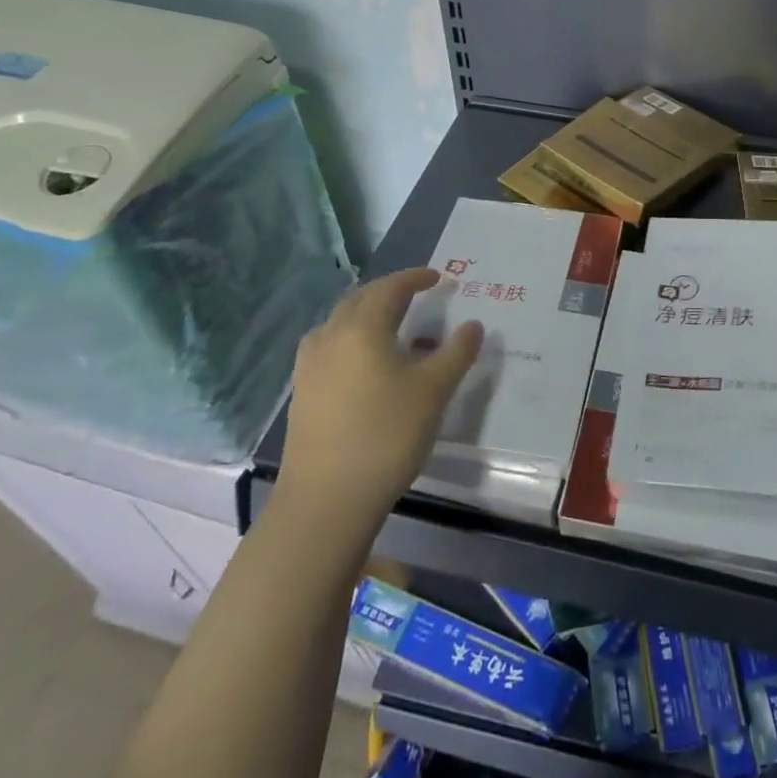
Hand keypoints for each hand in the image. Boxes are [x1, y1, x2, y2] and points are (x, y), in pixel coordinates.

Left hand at [276, 268, 482, 525]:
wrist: (326, 500)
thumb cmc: (386, 435)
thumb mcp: (434, 391)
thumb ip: (457, 352)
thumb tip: (473, 325)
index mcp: (362, 328)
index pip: (390, 288)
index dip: (415, 278)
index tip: (438, 277)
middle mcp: (331, 336)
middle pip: (360, 299)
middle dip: (389, 292)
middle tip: (416, 296)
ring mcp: (310, 366)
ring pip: (339, 323)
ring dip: (365, 314)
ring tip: (390, 327)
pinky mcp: (302, 393)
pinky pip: (328, 347)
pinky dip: (349, 340)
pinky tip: (363, 364)